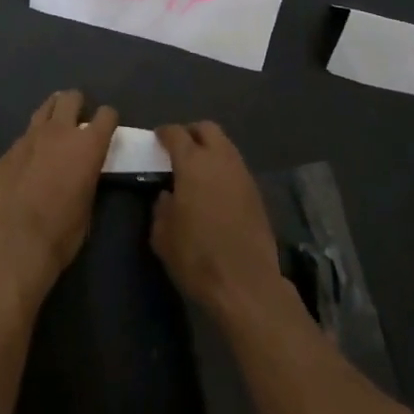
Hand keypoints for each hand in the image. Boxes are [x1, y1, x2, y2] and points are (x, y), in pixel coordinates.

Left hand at [0, 91, 117, 306]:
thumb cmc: (61, 233)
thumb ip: (87, 177)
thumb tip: (83, 171)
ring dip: (53, 114)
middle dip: (77, 105)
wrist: (13, 243)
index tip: (106, 130)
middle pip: (71, 97)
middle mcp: (60, 131)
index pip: (106, 114)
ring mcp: (30, 137)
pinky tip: (28, 162)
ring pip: (45, 108)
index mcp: (88, 145)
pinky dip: (31, 142)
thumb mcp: (87, 206)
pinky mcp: (8, 150)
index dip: (108, 120)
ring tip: (53, 132)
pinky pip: (24, 135)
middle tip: (77, 123)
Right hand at [151, 121, 285, 320]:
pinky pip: (236, 167)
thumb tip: (167, 195)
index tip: (157, 139)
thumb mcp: (163, 236)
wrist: (246, 284)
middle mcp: (220, 159)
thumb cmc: (197, 257)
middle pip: (206, 129)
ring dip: (210, 150)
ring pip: (225, 145)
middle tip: (179, 149)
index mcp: (193, 163)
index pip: (176, 134)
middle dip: (191, 133)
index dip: (164, 133)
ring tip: (198, 170)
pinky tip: (215, 190)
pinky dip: (223, 169)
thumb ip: (161, 208)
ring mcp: (242, 173)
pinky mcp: (256, 192)